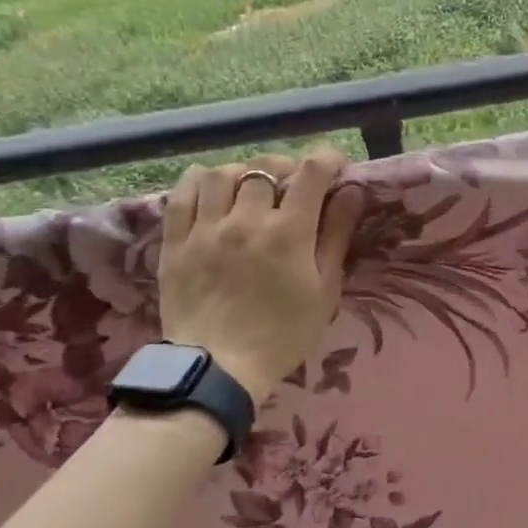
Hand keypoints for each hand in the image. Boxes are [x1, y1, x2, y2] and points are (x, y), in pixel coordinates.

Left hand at [160, 148, 364, 403]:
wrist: (219, 368)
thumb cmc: (283, 333)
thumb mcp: (325, 290)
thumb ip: (337, 236)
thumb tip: (352, 192)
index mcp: (289, 232)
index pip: (312, 172)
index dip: (328, 159)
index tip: (335, 167)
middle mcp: (247, 219)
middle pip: (266, 166)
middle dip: (287, 166)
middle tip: (294, 184)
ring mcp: (206, 228)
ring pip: (223, 173)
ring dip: (243, 172)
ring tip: (251, 188)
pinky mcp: (176, 241)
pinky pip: (183, 193)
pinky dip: (200, 181)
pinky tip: (212, 188)